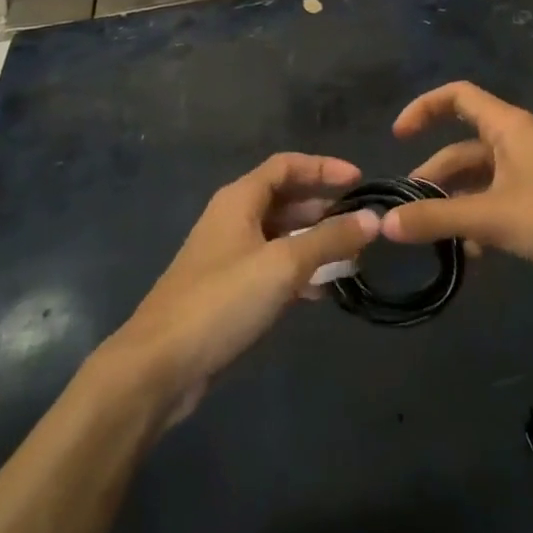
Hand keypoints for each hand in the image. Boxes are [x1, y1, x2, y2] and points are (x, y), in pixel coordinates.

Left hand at [115, 154, 380, 420]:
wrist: (158, 367)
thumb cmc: (221, 301)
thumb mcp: (283, 265)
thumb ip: (330, 238)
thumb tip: (373, 218)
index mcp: (239, 200)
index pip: (287, 166)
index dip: (324, 167)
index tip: (360, 181)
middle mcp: (233, 220)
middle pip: (286, 200)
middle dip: (325, 209)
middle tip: (361, 225)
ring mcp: (228, 257)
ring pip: (281, 237)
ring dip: (315, 243)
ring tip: (351, 259)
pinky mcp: (228, 292)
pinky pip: (272, 268)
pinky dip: (299, 272)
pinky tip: (322, 291)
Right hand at [380, 81, 532, 301]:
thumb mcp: (491, 217)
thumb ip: (437, 218)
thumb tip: (385, 225)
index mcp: (508, 127)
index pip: (458, 96)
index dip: (423, 108)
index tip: (397, 138)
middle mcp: (519, 142)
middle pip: (463, 148)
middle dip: (434, 176)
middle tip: (408, 211)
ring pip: (480, 181)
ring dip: (456, 205)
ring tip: (434, 238)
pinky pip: (500, 203)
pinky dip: (481, 222)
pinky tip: (472, 254)